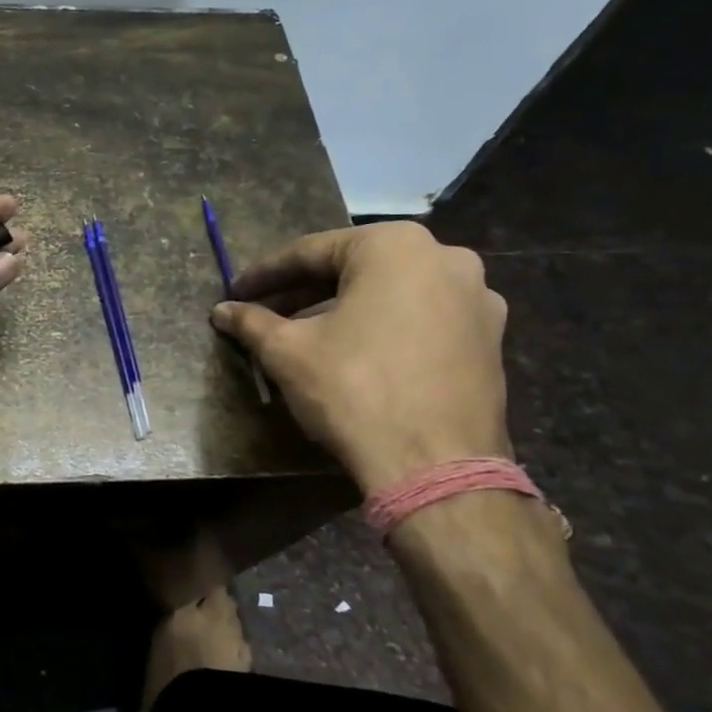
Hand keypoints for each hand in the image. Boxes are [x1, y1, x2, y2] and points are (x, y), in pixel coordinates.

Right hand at [211, 221, 509, 493]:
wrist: (435, 465)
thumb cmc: (354, 389)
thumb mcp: (288, 351)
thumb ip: (251, 322)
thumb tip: (222, 311)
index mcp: (395, 246)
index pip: (310, 252)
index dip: (264, 274)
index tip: (235, 293)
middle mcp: (445, 257)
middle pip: (354, 269)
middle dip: (304, 291)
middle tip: (264, 312)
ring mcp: (477, 298)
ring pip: (390, 292)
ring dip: (343, 308)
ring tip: (306, 333)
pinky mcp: (490, 338)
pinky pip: (422, 318)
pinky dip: (383, 326)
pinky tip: (354, 353)